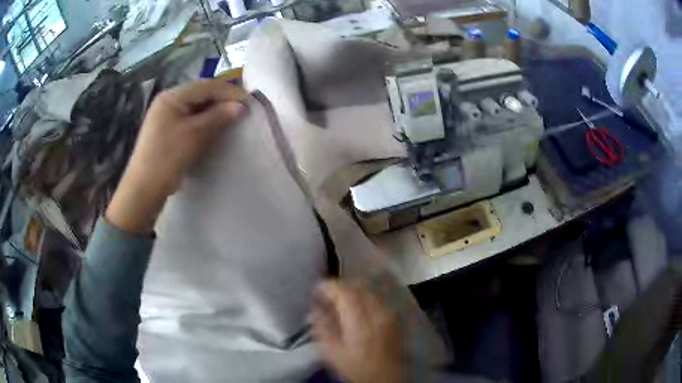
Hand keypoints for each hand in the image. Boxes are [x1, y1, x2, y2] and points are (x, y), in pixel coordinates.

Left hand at [106, 79, 247, 233]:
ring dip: (214, 112)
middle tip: (242, 111)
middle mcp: (168, 101)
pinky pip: (190, 119)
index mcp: (172, 96)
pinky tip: (213, 129)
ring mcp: (165, 116)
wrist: (144, 189)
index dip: (229, 92)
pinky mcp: (166, 130)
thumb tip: (241, 106)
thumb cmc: (167, 157)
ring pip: (196, 107)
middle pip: (201, 94)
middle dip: (222, 101)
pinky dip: (203, 122)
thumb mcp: (195, 134)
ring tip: (231, 120)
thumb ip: (218, 116)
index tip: (249, 102)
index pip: (207, 86)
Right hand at [310, 280, 403, 382]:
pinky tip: (357, 304)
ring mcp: (389, 311)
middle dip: (339, 286)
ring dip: (352, 289)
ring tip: (340, 300)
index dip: (327, 287)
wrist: (387, 377)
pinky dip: (365, 294)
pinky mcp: (395, 315)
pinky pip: (378, 295)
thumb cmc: (357, 367)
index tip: (315, 292)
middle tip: (326, 296)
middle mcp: (377, 310)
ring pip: (369, 288)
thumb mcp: (332, 353)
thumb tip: (313, 310)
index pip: (343, 291)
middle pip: (357, 285)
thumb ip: (322, 328)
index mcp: (360, 320)